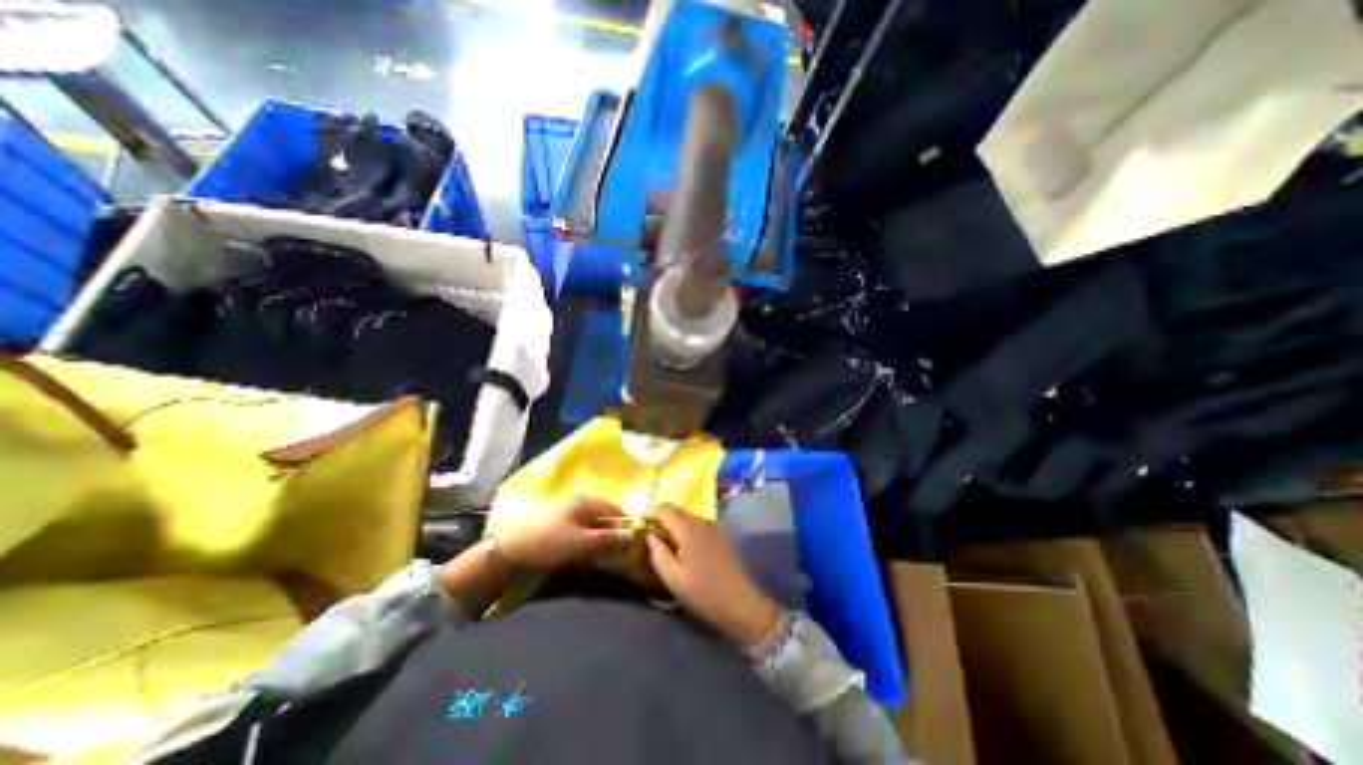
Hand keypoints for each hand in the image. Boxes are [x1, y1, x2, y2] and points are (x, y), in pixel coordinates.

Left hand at [488, 497, 637, 574]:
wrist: (506, 550)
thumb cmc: (548, 543)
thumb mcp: (581, 543)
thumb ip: (607, 539)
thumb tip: (632, 536)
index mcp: (586, 501)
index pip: (615, 510)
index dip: (625, 525)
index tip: (632, 544)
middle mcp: (579, 502)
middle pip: (604, 516)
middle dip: (613, 532)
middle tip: (618, 553)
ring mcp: (566, 511)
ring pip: (592, 523)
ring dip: (600, 537)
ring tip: (603, 555)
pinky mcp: (557, 523)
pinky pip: (580, 528)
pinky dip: (587, 539)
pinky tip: (585, 552)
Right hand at [643, 506, 776, 647]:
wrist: (741, 602)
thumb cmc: (703, 592)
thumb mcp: (673, 578)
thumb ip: (658, 553)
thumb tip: (650, 535)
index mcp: (687, 527)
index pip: (663, 508)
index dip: (648, 512)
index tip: (637, 523)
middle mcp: (700, 520)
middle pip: (675, 510)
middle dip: (659, 517)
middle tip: (647, 533)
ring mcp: (712, 527)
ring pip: (686, 516)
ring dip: (672, 524)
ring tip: (662, 541)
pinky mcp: (719, 535)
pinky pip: (696, 524)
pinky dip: (684, 529)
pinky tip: (681, 546)